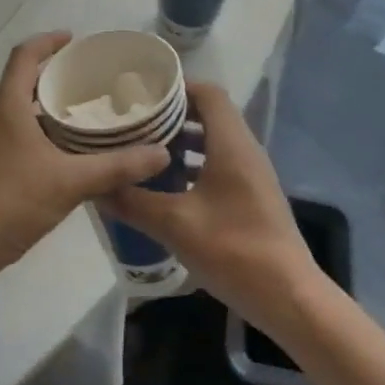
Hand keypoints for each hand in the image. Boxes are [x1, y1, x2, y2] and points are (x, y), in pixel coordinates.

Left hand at [0, 32, 169, 294]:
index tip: (74, 40)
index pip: (24, 55)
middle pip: (22, 80)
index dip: (48, 41)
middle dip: (55, 75)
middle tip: (91, 80)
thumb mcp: (70, 183)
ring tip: (85, 114)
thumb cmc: (8, 203)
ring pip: (19, 110)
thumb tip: (160, 154)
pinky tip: (64, 155)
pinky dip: (40, 132)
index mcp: (8, 106)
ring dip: (47, 106)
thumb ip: (116, 167)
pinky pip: (15, 134)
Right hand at [103, 81, 322, 327]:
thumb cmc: (234, 249)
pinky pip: (219, 164)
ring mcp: (251, 174)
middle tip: (133, 122)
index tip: (141, 93)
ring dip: (181, 142)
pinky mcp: (251, 196)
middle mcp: (245, 150)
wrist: (288, 296)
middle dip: (172, 115)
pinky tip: (166, 187)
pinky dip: (193, 165)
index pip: (208, 93)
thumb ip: (134, 202)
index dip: (176, 87)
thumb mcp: (175, 225)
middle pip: (209, 114)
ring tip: (142, 151)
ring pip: (213, 141)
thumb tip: (96, 186)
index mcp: (232, 143)